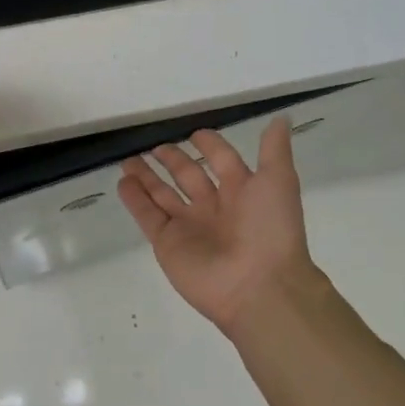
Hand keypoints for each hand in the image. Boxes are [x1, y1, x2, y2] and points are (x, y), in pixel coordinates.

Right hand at [118, 118, 327, 335]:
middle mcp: (214, 207)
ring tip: (128, 160)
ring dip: (146, 178)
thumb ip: (275, 149)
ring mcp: (189, 226)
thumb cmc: (270, 229)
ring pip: (163, 195)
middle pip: (188, 177)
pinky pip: (148, 216)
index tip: (195, 133)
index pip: (222, 161)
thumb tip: (282, 118)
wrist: (260, 287)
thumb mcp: (279, 180)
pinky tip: (122, 182)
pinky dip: (134, 200)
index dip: (210, 146)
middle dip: (173, 160)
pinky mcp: (168, 243)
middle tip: (154, 146)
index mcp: (242, 191)